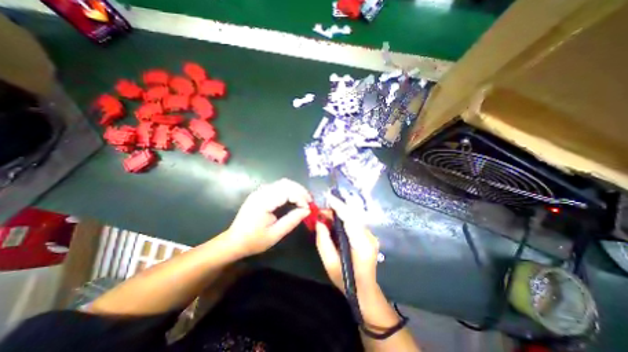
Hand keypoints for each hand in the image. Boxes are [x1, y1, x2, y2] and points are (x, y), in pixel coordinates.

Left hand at [226, 181, 313, 257]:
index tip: (308, 208)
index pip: (287, 191)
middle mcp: (261, 192)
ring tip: (304, 199)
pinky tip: (294, 198)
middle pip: (286, 183)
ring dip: (296, 189)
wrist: (234, 241)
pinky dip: (289, 190)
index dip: (300, 198)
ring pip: (283, 183)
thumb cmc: (254, 240)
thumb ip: (292, 220)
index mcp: (263, 202)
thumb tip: (307, 210)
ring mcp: (260, 191)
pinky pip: (278, 186)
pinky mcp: (260, 193)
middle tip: (310, 201)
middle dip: (300, 191)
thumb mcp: (275, 234)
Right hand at [317, 194, 379, 292]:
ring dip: (339, 213)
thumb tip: (320, 221)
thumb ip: (323, 241)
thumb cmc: (346, 281)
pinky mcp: (369, 236)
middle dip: (336, 209)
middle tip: (321, 210)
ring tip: (325, 214)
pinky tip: (334, 220)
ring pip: (354, 217)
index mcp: (362, 245)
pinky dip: (344, 218)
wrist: (365, 291)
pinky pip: (355, 222)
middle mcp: (370, 237)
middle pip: (353, 215)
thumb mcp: (329, 263)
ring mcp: (371, 236)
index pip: (350, 219)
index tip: (327, 198)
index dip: (339, 206)